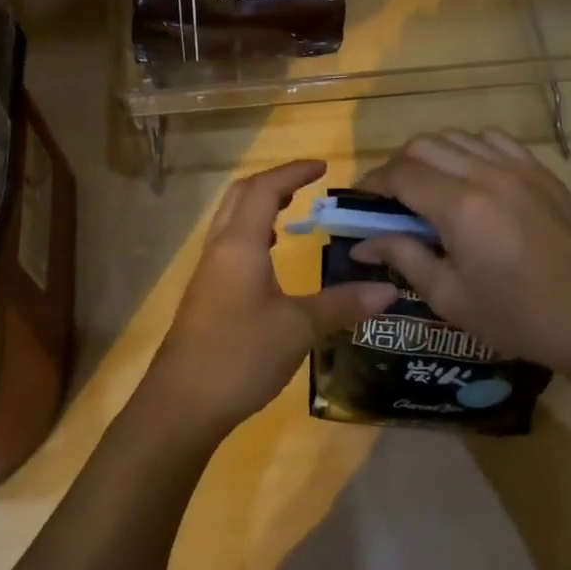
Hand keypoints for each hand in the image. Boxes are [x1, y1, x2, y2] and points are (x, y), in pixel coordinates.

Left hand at [143, 159, 397, 441]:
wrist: (182, 403)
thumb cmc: (240, 355)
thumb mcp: (298, 329)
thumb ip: (342, 305)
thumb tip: (389, 290)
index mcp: (240, 244)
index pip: (265, 190)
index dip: (293, 172)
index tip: (323, 166)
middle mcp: (219, 248)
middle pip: (241, 196)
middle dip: (273, 182)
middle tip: (306, 184)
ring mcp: (208, 272)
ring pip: (231, 220)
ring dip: (258, 206)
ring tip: (290, 213)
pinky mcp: (205, 294)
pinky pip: (228, 245)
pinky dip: (251, 234)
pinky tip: (268, 258)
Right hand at [352, 130, 570, 378]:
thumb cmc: (515, 317)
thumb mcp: (449, 297)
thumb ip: (403, 258)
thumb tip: (363, 242)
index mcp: (460, 207)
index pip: (400, 174)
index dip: (373, 182)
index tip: (361, 200)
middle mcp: (486, 174)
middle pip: (423, 145)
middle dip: (398, 165)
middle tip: (392, 198)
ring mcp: (518, 168)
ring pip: (456, 136)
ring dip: (432, 155)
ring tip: (429, 186)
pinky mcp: (541, 171)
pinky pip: (494, 140)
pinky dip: (471, 149)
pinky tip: (471, 176)